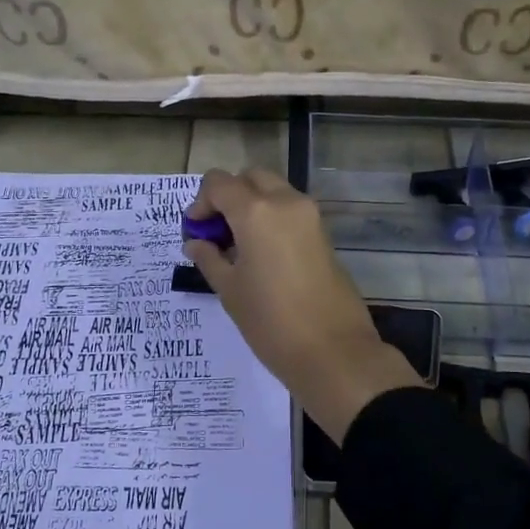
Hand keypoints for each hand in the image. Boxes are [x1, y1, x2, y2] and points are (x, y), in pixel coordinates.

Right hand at [183, 168, 423, 442]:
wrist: (332, 350)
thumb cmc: (271, 322)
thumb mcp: (229, 290)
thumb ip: (209, 258)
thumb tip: (196, 243)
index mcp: (256, 211)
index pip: (219, 182)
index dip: (201, 202)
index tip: (196, 232)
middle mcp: (285, 202)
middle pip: (250, 178)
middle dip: (229, 196)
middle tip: (217, 233)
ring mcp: (310, 216)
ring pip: (274, 190)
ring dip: (252, 205)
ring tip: (238, 246)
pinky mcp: (323, 233)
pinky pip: (291, 210)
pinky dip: (272, 217)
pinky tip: (262, 254)